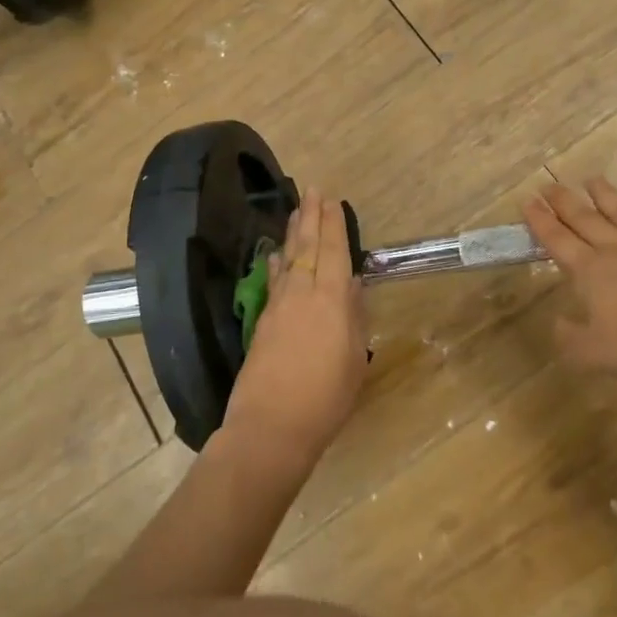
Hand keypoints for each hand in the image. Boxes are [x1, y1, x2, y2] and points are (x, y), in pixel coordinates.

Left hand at [225, 189, 369, 466]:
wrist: (271, 426)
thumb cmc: (326, 398)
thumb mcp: (354, 360)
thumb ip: (354, 319)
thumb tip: (353, 286)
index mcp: (332, 301)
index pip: (334, 252)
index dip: (333, 224)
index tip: (332, 200)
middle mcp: (304, 294)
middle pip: (308, 247)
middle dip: (311, 217)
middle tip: (312, 190)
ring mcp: (279, 306)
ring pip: (288, 259)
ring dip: (293, 233)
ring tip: (296, 211)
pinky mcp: (262, 321)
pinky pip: (273, 280)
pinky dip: (276, 262)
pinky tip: (275, 253)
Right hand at [523, 178, 616, 382]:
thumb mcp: (592, 354)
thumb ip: (568, 338)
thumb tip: (557, 322)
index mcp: (589, 271)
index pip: (557, 240)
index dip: (540, 221)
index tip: (527, 201)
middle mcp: (615, 249)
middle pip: (584, 219)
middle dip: (563, 201)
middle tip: (548, 184)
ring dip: (603, 194)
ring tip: (591, 179)